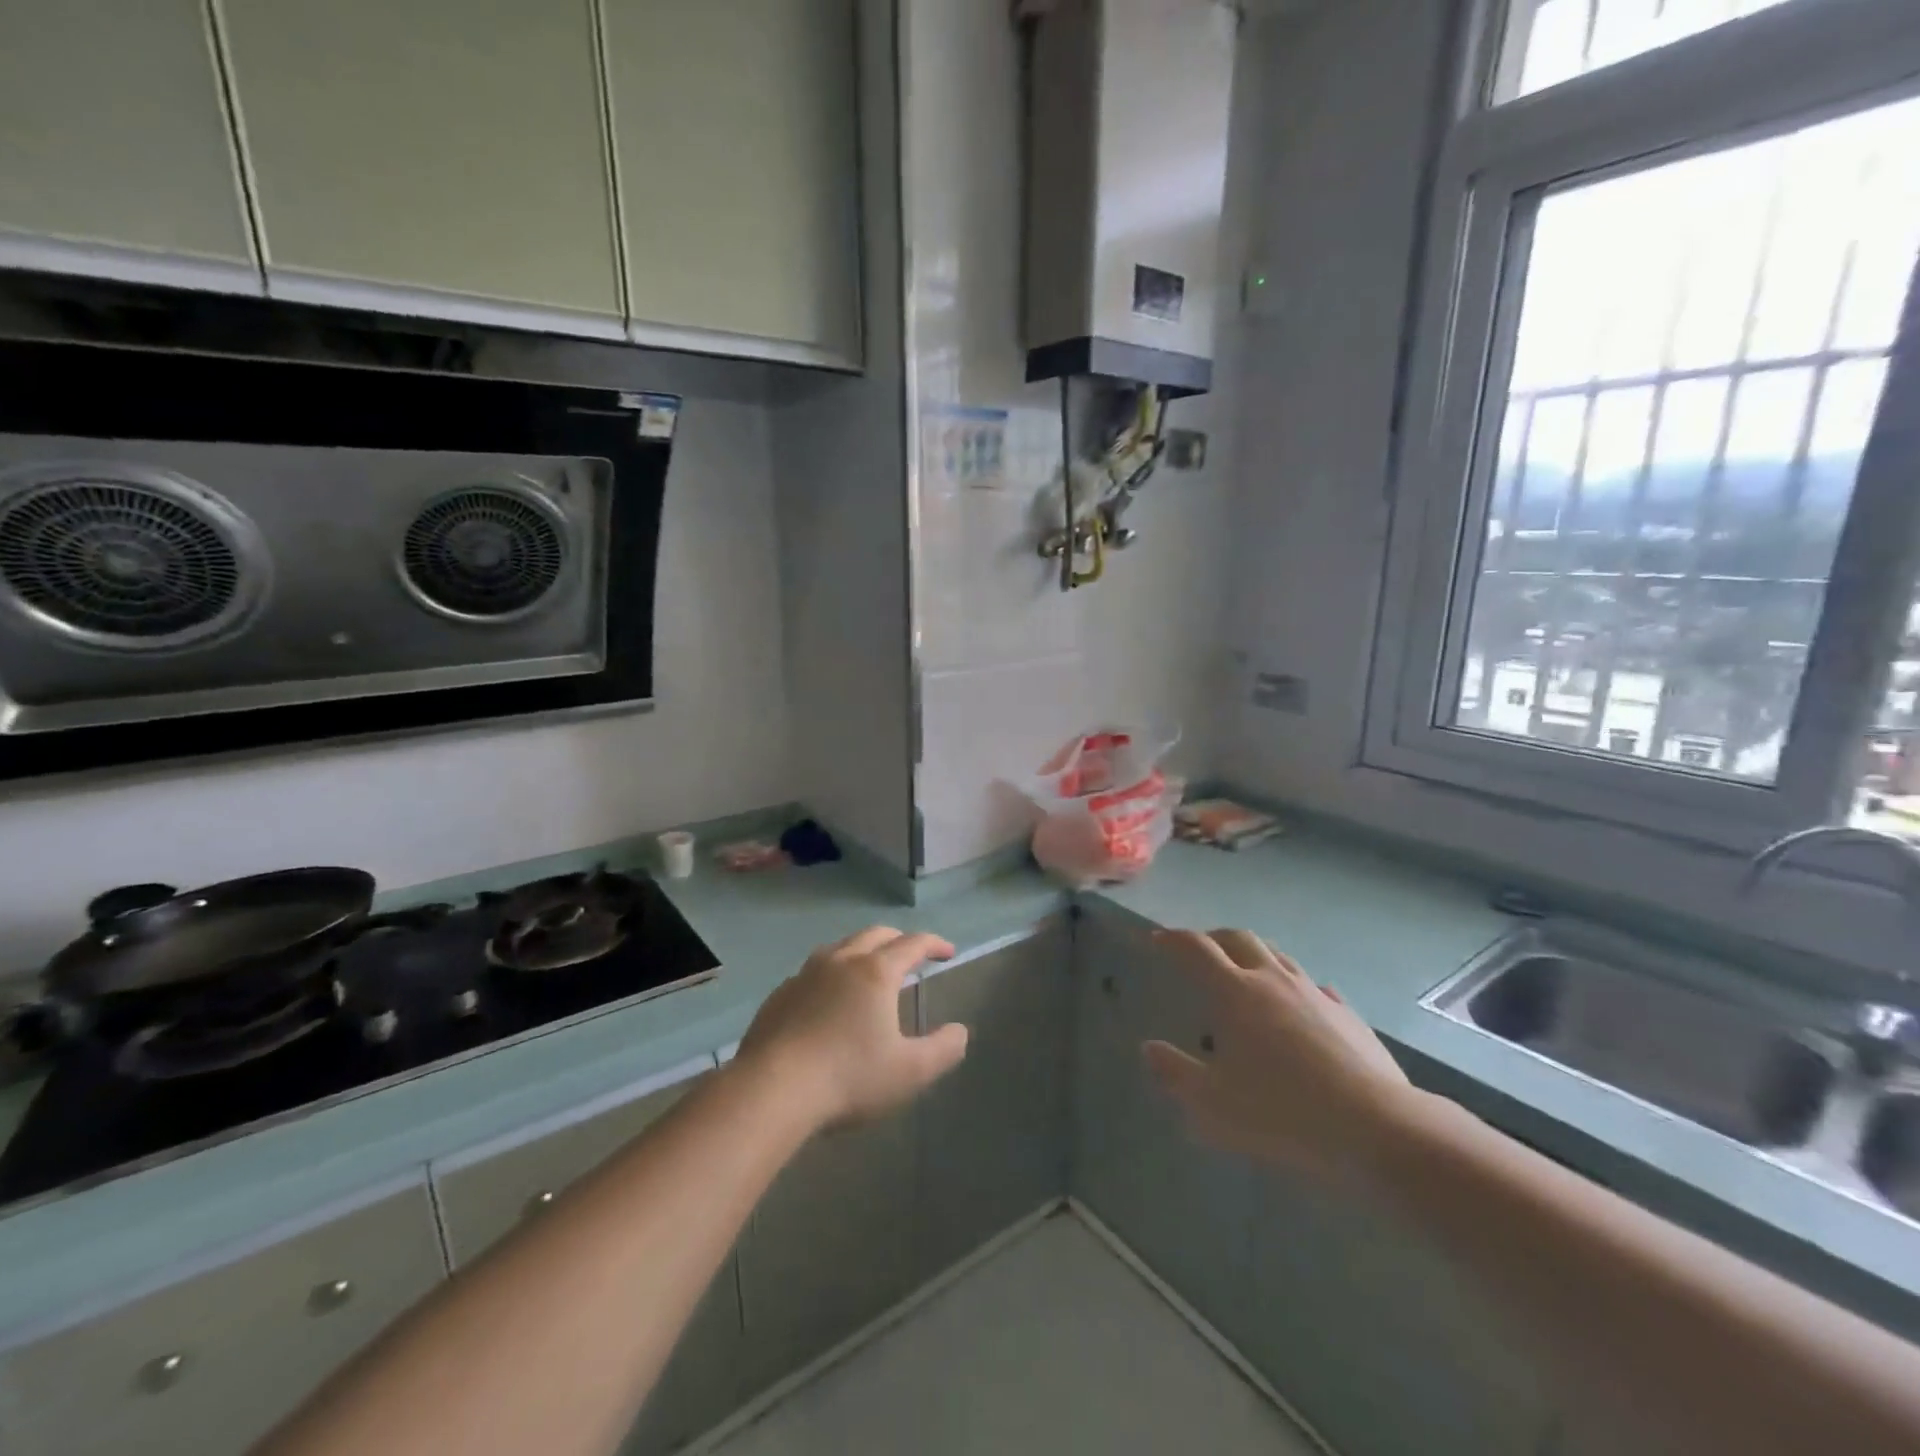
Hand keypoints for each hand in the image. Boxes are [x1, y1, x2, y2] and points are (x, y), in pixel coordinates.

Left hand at [735, 926, 967, 1132]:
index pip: (913, 944)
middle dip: (899, 939)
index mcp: (876, 972)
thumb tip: (960, 1031)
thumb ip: (943, 1049)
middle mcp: (841, 961)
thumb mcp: (910, 1072)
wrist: (771, 1090)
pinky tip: (829, 998)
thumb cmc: (848, 1077)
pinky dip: (833, 973)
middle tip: (912, 955)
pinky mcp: (780, 994)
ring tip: (871, 970)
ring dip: (863, 950)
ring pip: (841, 947)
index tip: (948, 952)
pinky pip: (813, 971)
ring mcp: (805, 974)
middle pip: (875, 935)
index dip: (934, 944)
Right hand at [1143, 929, 1417, 1184]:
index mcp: (1234, 992)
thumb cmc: (1282, 1113)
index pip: (1195, 949)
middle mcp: (1272, 980)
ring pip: (1278, 956)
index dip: (1172, 939)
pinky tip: (1299, 1006)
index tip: (1157, 941)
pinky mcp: (1348, 1015)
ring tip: (1244, 972)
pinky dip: (1295, 987)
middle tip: (1199, 950)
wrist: (1377, 1128)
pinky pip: (1314, 987)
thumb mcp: (1212, 1105)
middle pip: (1238, 939)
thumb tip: (1149, 1049)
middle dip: (1213, 937)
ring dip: (1254, 955)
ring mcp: (1314, 993)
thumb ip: (1175, 1073)